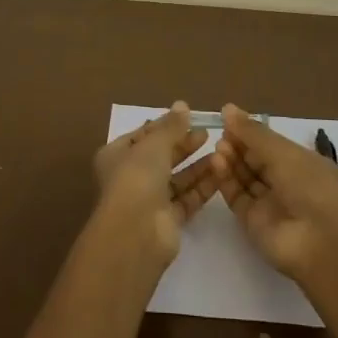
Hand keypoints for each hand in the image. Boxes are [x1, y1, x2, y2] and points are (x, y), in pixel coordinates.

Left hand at [92, 101, 217, 262]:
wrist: (136, 232)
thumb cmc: (137, 178)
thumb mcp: (154, 144)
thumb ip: (171, 126)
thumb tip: (182, 105)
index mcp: (117, 155)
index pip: (143, 135)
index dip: (165, 125)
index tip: (189, 117)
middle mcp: (130, 176)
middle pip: (161, 156)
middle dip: (184, 145)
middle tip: (207, 133)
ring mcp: (149, 200)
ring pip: (176, 178)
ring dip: (196, 166)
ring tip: (220, 151)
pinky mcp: (167, 219)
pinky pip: (187, 198)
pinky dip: (201, 186)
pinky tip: (220, 173)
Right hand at [212, 104, 337, 281]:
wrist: (319, 243)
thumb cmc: (309, 187)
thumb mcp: (283, 153)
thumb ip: (253, 132)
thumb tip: (227, 108)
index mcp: (300, 162)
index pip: (269, 143)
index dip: (249, 132)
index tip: (226, 118)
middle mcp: (285, 181)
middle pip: (254, 159)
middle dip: (237, 145)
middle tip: (220, 135)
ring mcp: (268, 202)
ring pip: (244, 177)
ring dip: (230, 161)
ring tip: (217, 148)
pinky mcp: (252, 221)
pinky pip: (236, 196)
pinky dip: (226, 180)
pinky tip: (216, 164)